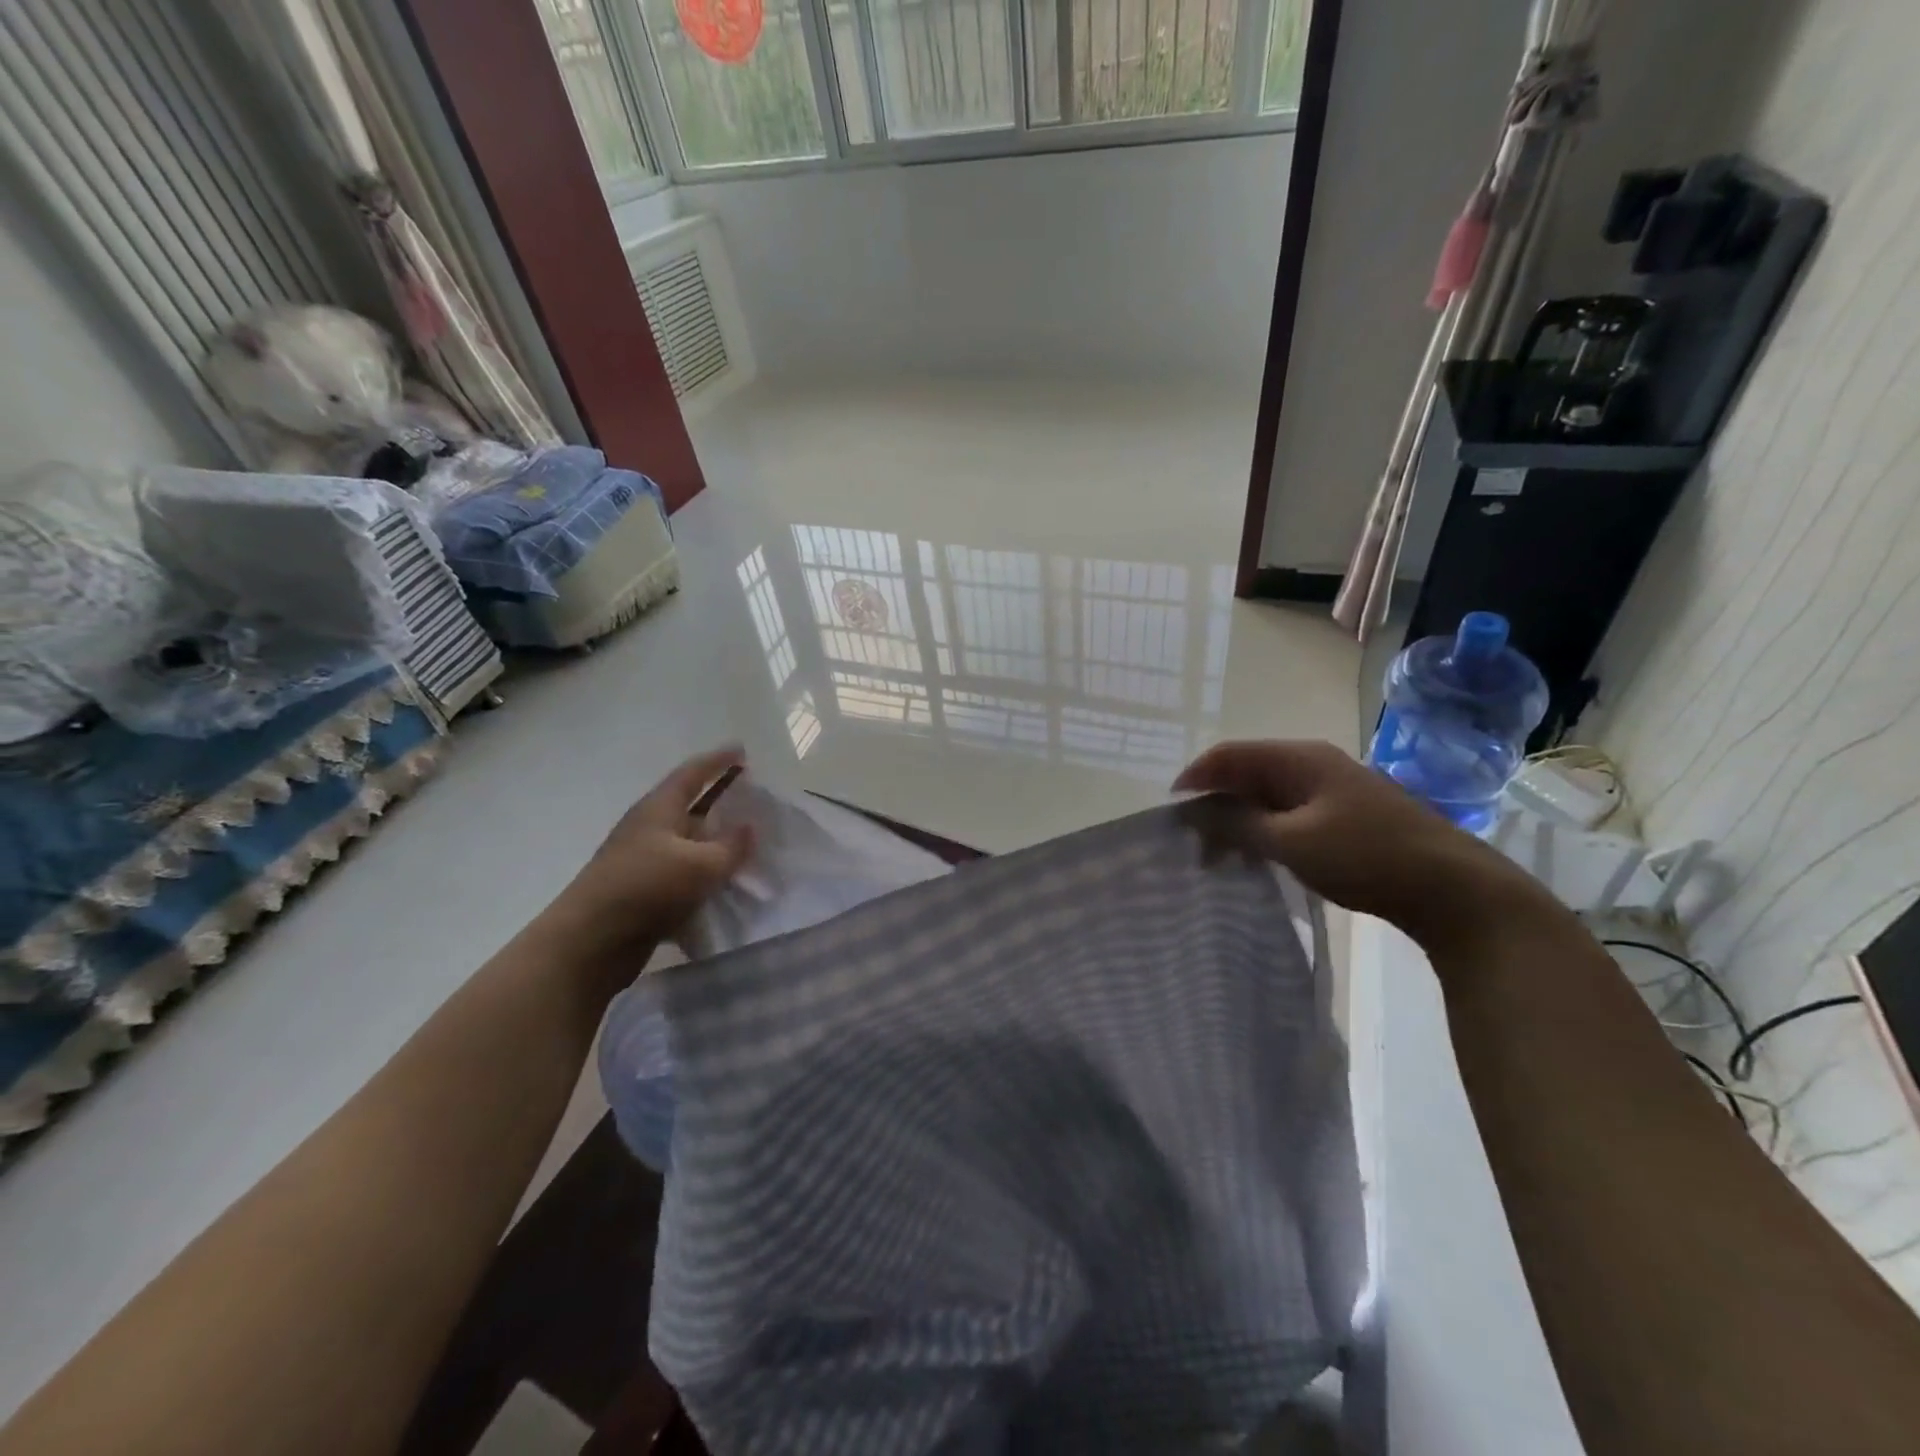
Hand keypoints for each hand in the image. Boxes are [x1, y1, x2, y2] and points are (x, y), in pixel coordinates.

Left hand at [545, 745, 754, 963]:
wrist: (590, 943)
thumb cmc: (646, 888)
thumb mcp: (700, 865)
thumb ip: (731, 846)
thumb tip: (749, 827)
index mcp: (659, 809)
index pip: (692, 773)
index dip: (718, 760)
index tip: (742, 750)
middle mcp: (651, 829)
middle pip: (692, 807)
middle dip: (722, 801)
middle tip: (755, 798)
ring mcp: (646, 862)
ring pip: (691, 844)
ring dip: (718, 843)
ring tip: (752, 845)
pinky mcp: (646, 893)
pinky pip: (685, 876)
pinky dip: (707, 876)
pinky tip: (731, 886)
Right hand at [1174, 739, 1552, 950]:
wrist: (1453, 888)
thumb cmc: (1366, 856)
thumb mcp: (1291, 842)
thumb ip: (1237, 824)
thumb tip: (1195, 812)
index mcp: (1298, 759)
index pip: (1229, 755)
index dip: (1194, 777)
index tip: (1169, 811)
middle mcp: (1312, 765)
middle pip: (1246, 774)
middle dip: (1213, 803)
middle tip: (1190, 841)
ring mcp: (1331, 791)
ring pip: (1266, 797)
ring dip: (1237, 821)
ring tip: (1216, 856)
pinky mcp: (1344, 817)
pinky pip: (1288, 815)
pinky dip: (1263, 832)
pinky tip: (1255, 858)